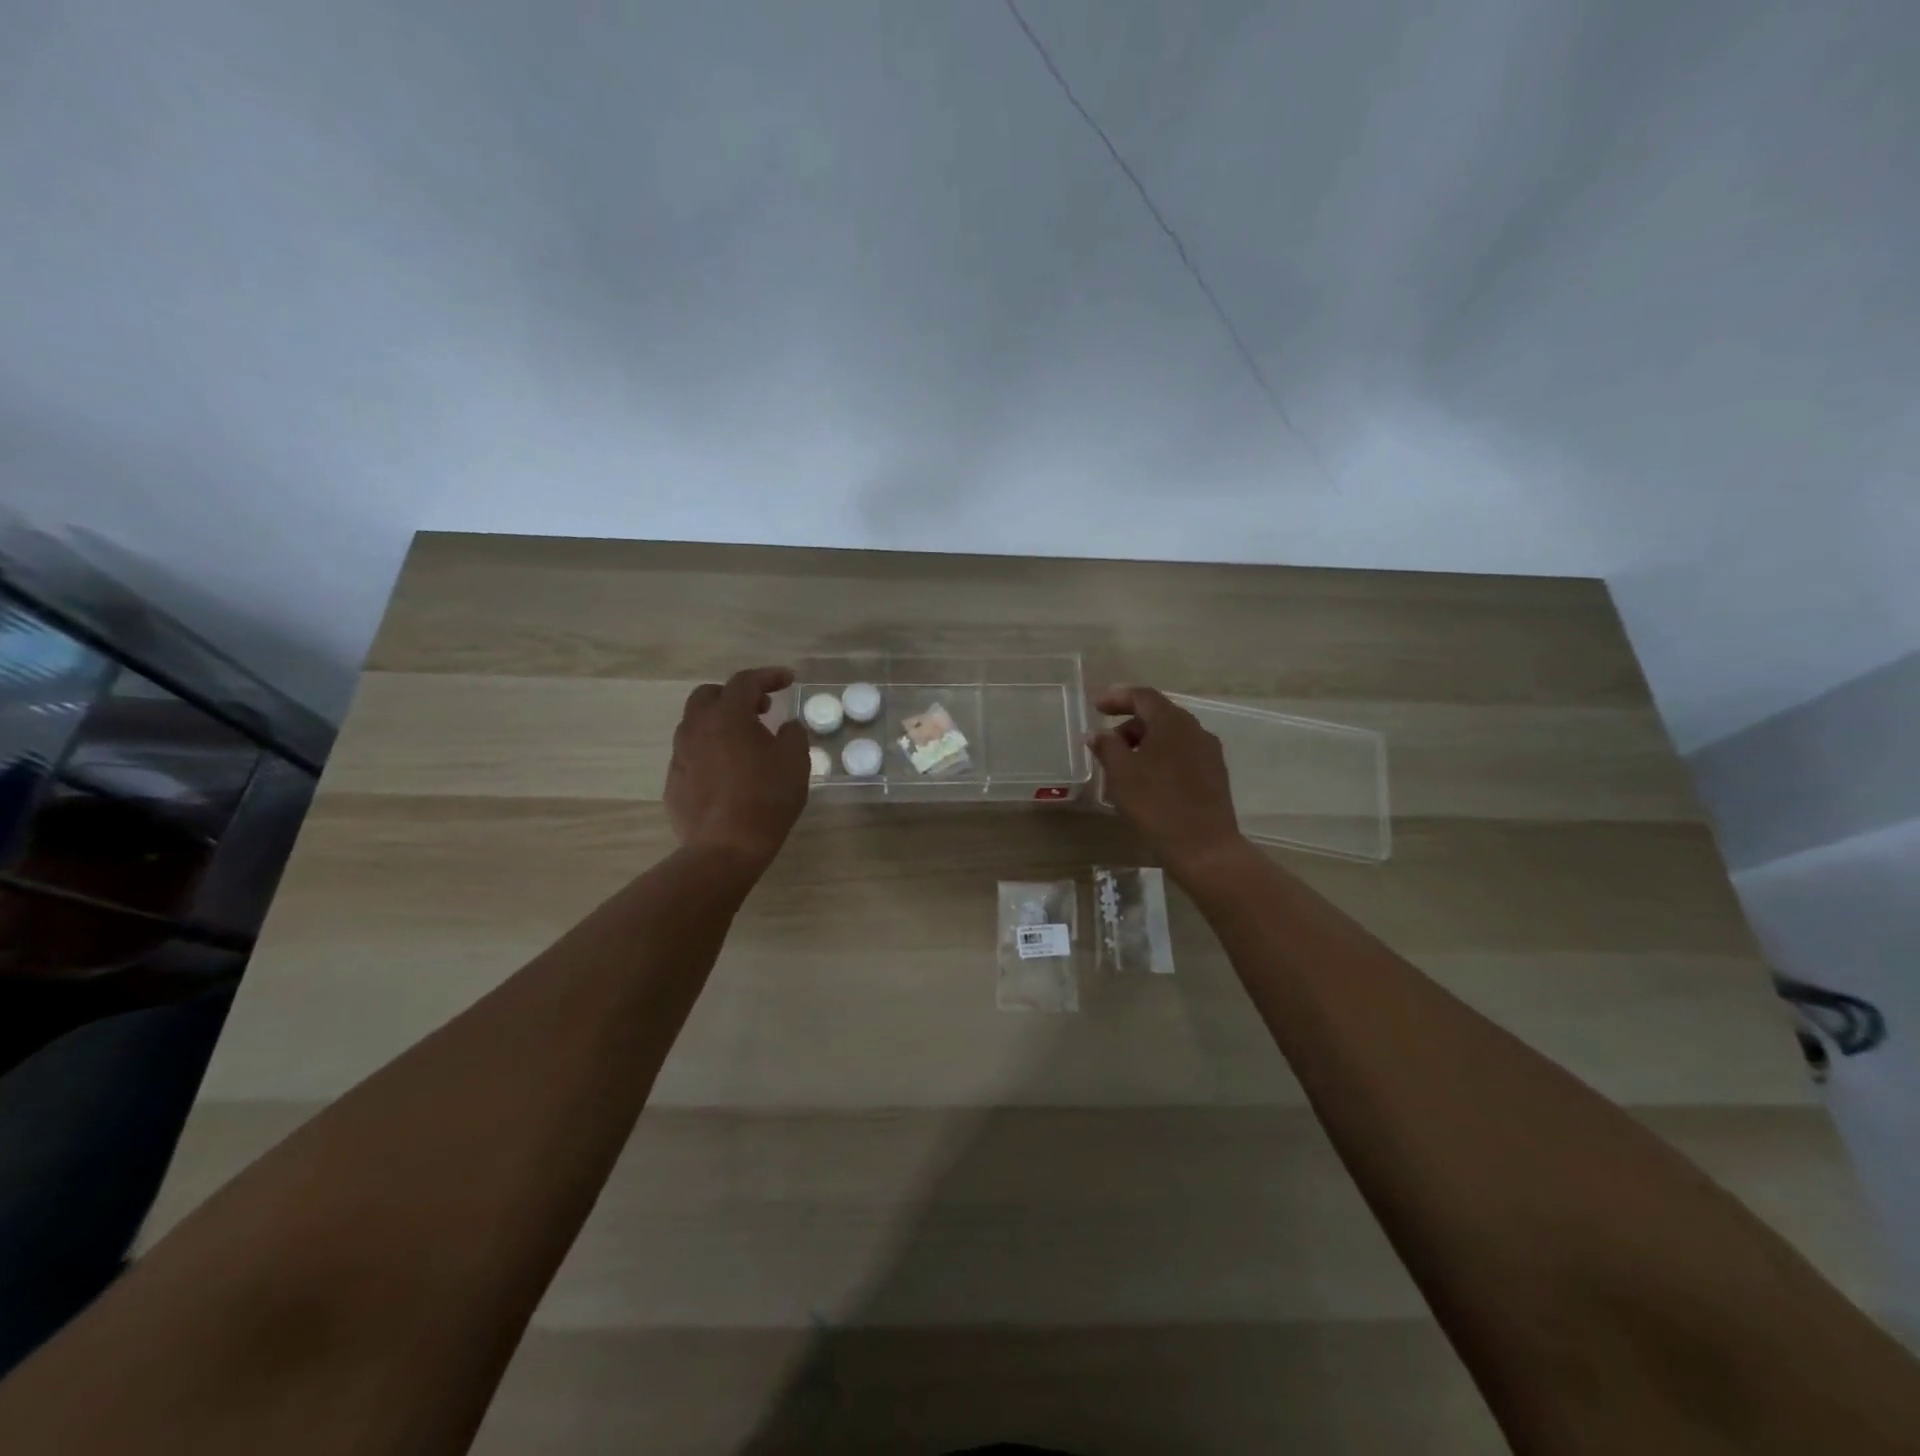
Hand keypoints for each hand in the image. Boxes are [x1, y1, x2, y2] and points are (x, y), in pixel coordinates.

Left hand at [666, 666, 809, 868]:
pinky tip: (728, 772)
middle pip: (710, 695)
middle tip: (761, 709)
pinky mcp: (673, 781)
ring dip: (720, 723)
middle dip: (736, 695)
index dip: (769, 676)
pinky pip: (692, 753)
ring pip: (696, 724)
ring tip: (745, 742)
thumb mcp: (795, 762)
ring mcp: (680, 755)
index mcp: (727, 716)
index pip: (746, 681)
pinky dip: (710, 750)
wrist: (725, 848)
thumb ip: (793, 735)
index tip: (788, 680)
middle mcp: (696, 728)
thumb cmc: (766, 799)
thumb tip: (786, 727)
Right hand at [1088, 685, 1248, 876]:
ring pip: (1171, 736)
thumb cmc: (1156, 804)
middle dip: (1129, 725)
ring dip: (1145, 743)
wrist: (1203, 846)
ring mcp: (1209, 752)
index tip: (1096, 707)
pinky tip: (1148, 780)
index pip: (1142, 696)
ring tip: (1124, 766)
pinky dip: (1161, 757)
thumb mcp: (1121, 773)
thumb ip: (1106, 747)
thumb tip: (1097, 733)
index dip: (1117, 698)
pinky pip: (1182, 754)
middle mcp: (1195, 729)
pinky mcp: (1214, 774)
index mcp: (1172, 722)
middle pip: (1158, 715)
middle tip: (1107, 745)